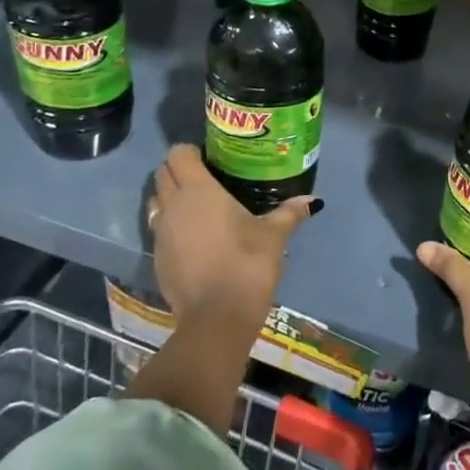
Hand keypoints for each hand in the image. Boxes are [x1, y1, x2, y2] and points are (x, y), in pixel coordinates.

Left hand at [147, 145, 317, 327]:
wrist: (216, 318)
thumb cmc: (246, 264)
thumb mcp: (274, 235)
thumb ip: (289, 213)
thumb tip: (313, 201)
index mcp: (198, 190)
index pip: (178, 154)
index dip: (191, 151)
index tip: (210, 157)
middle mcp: (172, 206)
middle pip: (163, 174)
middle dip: (179, 170)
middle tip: (207, 177)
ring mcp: (160, 234)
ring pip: (156, 202)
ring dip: (170, 197)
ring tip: (199, 206)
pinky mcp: (156, 259)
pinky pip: (159, 229)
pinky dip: (172, 225)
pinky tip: (195, 238)